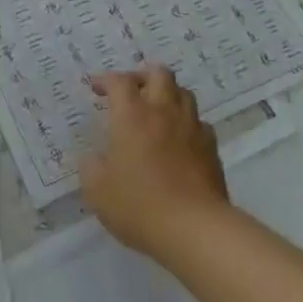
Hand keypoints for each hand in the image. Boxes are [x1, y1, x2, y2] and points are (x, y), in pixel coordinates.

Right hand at [79, 66, 229, 263]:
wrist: (194, 228)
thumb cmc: (139, 204)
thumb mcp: (97, 190)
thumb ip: (91, 167)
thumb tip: (93, 158)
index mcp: (132, 114)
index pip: (119, 81)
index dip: (106, 80)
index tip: (97, 88)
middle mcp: (163, 111)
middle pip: (159, 73)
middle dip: (143, 76)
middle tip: (132, 92)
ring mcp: (191, 127)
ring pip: (183, 93)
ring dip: (168, 95)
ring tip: (157, 112)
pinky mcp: (211, 148)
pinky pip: (199, 123)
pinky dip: (187, 124)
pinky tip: (180, 140)